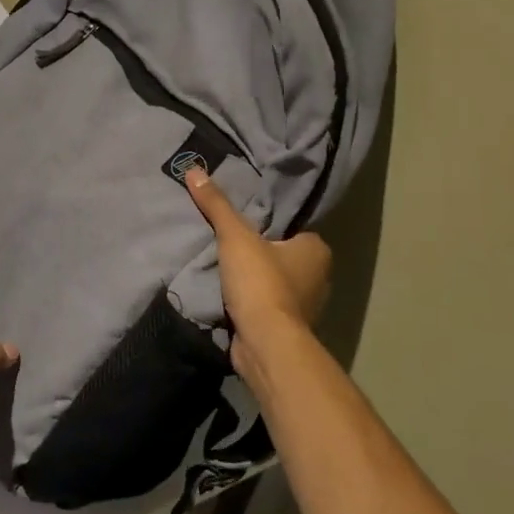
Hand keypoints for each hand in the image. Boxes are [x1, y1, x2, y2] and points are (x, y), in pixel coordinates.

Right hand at [183, 166, 331, 386]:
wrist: (265, 344)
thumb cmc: (261, 283)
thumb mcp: (235, 236)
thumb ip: (216, 205)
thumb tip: (194, 169)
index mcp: (316, 249)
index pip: (292, 227)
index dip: (268, 224)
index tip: (243, 223)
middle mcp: (319, 276)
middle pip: (283, 254)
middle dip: (260, 252)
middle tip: (228, 242)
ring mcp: (306, 305)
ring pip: (276, 281)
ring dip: (255, 279)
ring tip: (224, 268)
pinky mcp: (289, 328)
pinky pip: (268, 304)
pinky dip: (252, 301)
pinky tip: (230, 296)